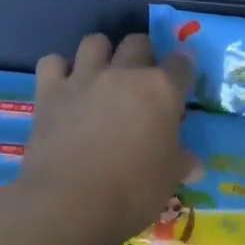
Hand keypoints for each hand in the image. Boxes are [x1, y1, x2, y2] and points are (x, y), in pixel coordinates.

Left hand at [16, 32, 196, 244]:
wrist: (70, 203)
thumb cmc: (132, 192)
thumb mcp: (168, 180)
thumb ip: (182, 163)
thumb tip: (194, 165)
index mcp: (162, 90)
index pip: (182, 63)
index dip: (184, 67)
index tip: (183, 77)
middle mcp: (124, 74)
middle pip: (138, 42)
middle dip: (143, 54)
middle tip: (142, 79)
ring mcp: (84, 79)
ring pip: (95, 42)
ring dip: (102, 54)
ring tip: (102, 76)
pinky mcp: (50, 92)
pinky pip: (52, 62)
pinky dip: (59, 70)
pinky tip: (64, 87)